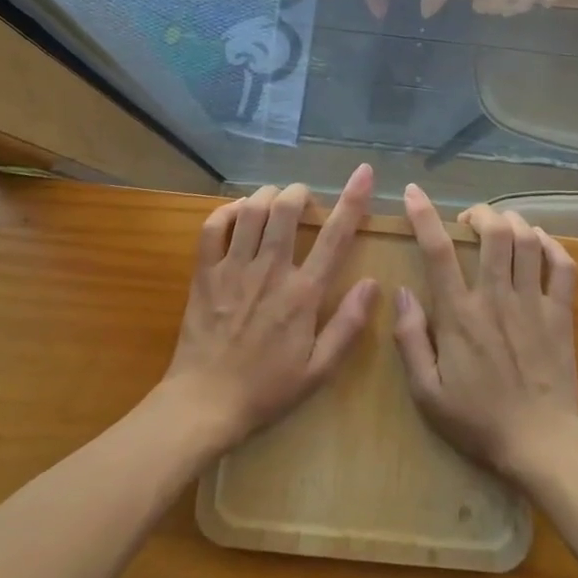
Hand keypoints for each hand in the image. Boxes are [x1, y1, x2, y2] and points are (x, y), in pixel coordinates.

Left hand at [162, 166, 379, 454]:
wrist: (205, 404)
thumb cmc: (267, 390)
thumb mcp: (319, 370)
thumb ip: (348, 325)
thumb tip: (372, 283)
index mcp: (303, 294)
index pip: (335, 236)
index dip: (353, 199)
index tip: (363, 173)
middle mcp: (270, 271)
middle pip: (286, 209)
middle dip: (299, 192)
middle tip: (304, 199)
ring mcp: (233, 269)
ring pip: (251, 210)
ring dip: (267, 196)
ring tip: (275, 201)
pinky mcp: (205, 274)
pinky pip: (213, 227)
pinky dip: (228, 211)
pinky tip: (238, 213)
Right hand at [393, 185, 577, 481]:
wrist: (540, 444)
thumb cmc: (476, 420)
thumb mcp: (426, 392)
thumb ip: (410, 340)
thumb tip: (401, 293)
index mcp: (459, 315)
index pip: (438, 252)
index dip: (424, 216)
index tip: (413, 192)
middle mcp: (496, 299)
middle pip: (494, 233)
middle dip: (480, 213)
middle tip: (470, 219)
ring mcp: (533, 304)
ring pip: (528, 241)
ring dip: (513, 222)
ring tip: (502, 225)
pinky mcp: (561, 314)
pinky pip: (563, 266)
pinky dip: (552, 245)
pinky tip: (540, 243)